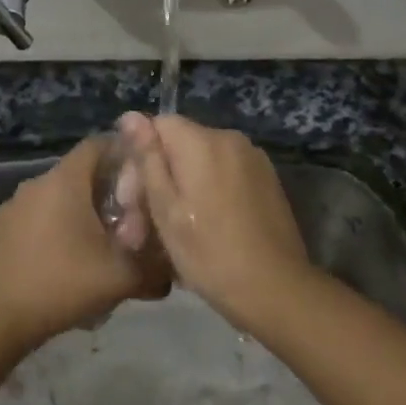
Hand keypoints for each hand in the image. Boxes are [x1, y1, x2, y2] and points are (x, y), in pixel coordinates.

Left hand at [0, 136, 170, 350]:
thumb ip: (154, 270)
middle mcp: (35, 183)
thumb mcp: (120, 278)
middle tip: (128, 219)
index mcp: (65, 181)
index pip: (98, 144)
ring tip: (97, 246)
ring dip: (77, 214)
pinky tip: (62, 264)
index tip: (143, 176)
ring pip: (55, 198)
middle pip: (78, 173)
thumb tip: (173, 273)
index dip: (123, 153)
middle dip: (104, 191)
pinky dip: (52, 231)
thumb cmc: (61, 284)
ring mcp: (11, 206)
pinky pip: (34, 219)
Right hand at [113, 112, 314, 328]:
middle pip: (180, 145)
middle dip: (157, 178)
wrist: (275, 288)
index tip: (130, 200)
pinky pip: (225, 175)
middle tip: (140, 228)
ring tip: (169, 233)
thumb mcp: (166, 209)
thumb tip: (131, 116)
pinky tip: (201, 227)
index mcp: (203, 142)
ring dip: (181, 189)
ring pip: (202, 163)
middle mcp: (230, 139)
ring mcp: (253, 159)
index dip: (138, 158)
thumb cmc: (209, 253)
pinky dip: (207, 193)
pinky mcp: (267, 180)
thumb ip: (148, 159)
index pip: (157, 126)